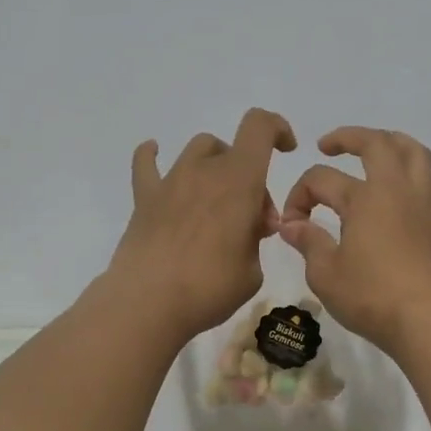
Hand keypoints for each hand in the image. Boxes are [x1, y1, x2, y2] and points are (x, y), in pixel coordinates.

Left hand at [108, 108, 297, 340]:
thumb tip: (248, 228)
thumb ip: (255, 241)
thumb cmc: (210, 288)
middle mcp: (204, 170)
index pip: (260, 127)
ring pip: (197, 151)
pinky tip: (153, 153)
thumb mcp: (253, 271)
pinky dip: (152, 155)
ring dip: (213, 166)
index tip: (286, 150)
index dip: (277, 129)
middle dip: (248, 176)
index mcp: (239, 180)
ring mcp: (171, 182)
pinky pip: (145, 164)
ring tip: (215, 201)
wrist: (148, 303)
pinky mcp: (144, 199)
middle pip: (232, 149)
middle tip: (251, 218)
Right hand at [277, 127, 430, 354]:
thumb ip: (307, 241)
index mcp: (363, 198)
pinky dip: (426, 185)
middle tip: (327, 146)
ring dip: (395, 143)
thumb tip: (291, 224)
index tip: (291, 225)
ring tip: (378, 149)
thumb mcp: (324, 273)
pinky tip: (415, 196)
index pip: (320, 180)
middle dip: (348, 137)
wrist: (424, 322)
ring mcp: (425, 206)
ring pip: (417, 155)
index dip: (298, 196)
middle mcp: (396, 191)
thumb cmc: (369, 297)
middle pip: (376, 144)